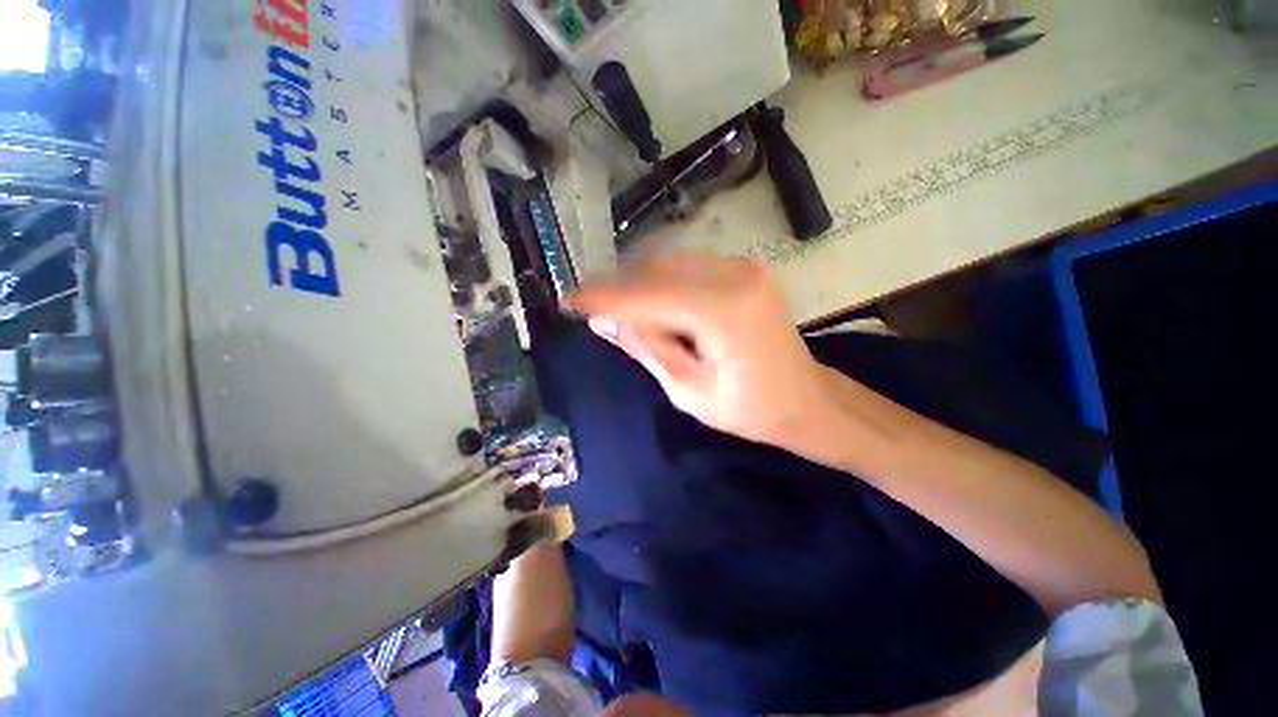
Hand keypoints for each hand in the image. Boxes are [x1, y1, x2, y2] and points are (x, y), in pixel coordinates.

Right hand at [566, 251, 827, 446]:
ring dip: (636, 282)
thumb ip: (645, 347)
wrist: (806, 401)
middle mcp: (735, 275)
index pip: (647, 296)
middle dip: (617, 287)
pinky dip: (660, 280)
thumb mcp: (688, 390)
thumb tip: (602, 320)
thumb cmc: (749, 410)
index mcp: (724, 312)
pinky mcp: (744, 268)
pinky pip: (688, 265)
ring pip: (669, 262)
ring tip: (613, 306)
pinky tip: (647, 301)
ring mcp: (743, 266)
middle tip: (588, 305)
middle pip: (656, 270)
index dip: (604, 298)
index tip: (568, 299)